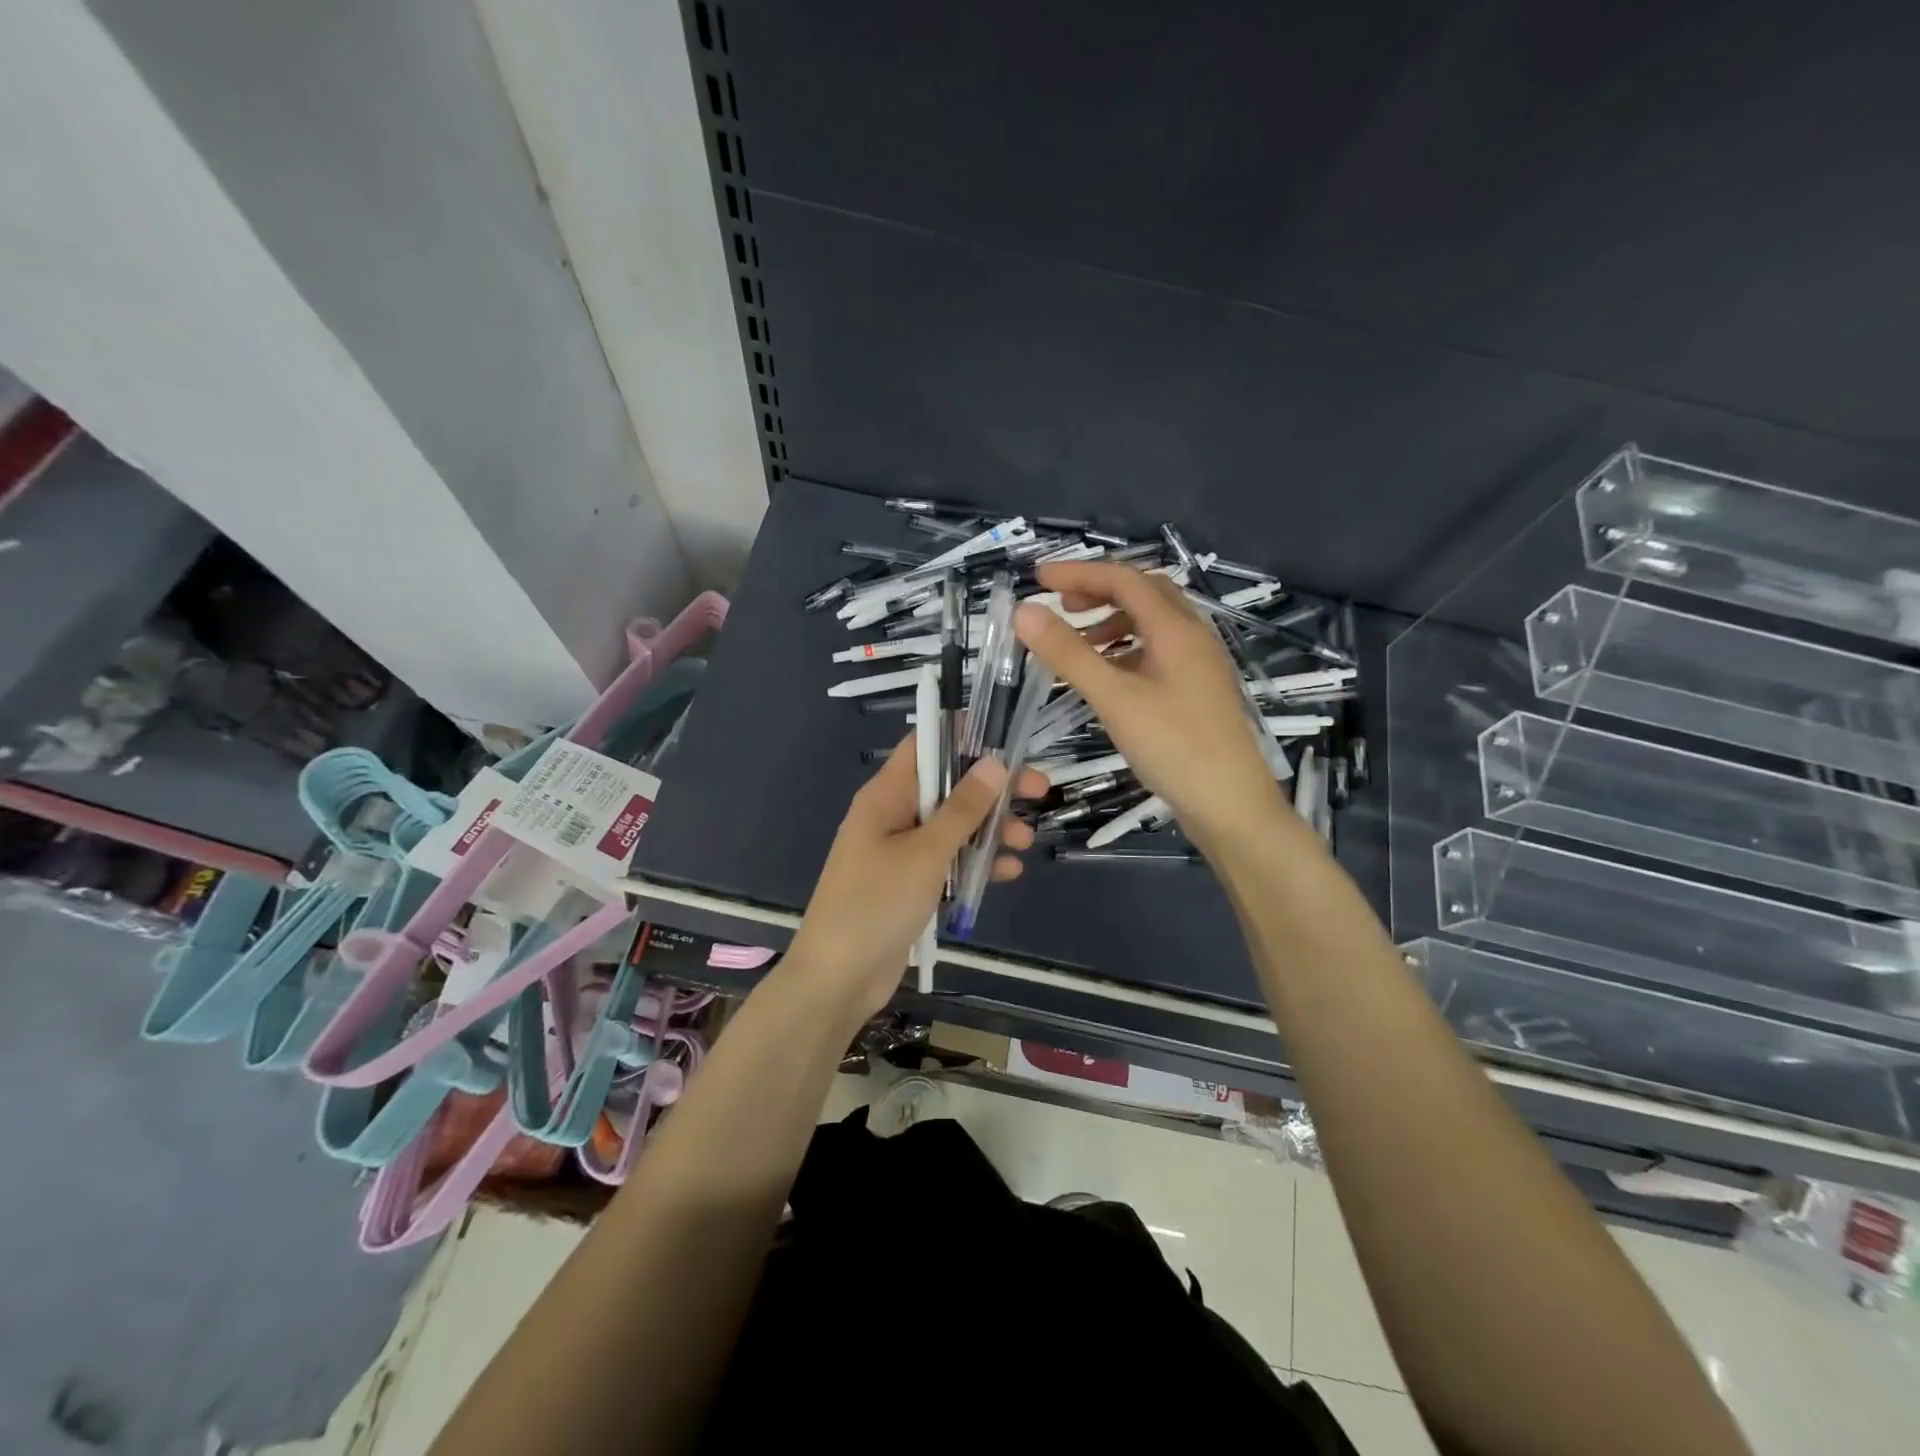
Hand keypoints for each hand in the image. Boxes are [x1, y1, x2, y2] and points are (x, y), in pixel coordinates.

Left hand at [783, 735, 1046, 1019]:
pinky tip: (1007, 872)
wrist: (838, 979)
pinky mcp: (911, 884)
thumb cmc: (876, 904)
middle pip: (948, 786)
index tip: (1007, 742)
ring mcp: (901, 852)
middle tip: (1038, 791)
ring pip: (954, 826)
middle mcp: (893, 816)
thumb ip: (962, 809)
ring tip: (1024, 843)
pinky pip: (949, 862)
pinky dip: (975, 863)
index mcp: (886, 796)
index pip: (925, 745)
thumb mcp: (925, 853)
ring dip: (990, 830)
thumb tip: (994, 762)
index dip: (963, 735)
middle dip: (992, 790)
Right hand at [1014, 561, 1285, 848]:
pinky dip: (1126, 649)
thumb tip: (1025, 610)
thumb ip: (1068, 654)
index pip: (1124, 579)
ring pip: (1152, 623)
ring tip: (1078, 642)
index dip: (1079, 573)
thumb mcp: (1114, 698)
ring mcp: (1198, 664)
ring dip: (1112, 621)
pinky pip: (1158, 652)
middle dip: (1099, 591)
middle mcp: (1192, 636)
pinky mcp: (1197, 690)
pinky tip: (1108, 675)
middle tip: (1061, 606)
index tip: (1038, 578)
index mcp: (1175, 629)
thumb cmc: (1174, 747)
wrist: (1231, 805)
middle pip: (1144, 593)